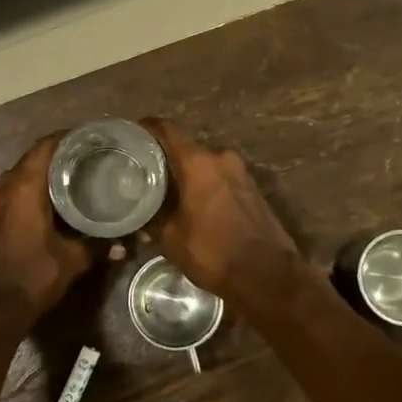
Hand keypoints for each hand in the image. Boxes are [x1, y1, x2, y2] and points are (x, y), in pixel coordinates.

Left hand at [0, 133, 92, 323]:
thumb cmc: (33, 275)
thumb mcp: (72, 259)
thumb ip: (99, 246)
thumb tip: (127, 244)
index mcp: (25, 185)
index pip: (47, 145)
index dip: (70, 138)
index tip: (94, 139)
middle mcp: (7, 185)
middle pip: (36, 157)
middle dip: (62, 154)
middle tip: (92, 157)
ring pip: (24, 173)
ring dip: (47, 172)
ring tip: (78, 175)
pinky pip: (16, 189)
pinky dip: (35, 187)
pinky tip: (57, 200)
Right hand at [141, 118, 300, 303]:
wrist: (267, 274)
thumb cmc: (213, 252)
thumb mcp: (171, 238)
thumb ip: (153, 219)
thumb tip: (141, 215)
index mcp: (198, 162)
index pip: (169, 130)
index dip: (150, 127)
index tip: (134, 131)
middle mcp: (221, 158)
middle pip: (188, 147)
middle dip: (168, 156)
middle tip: (146, 169)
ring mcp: (242, 172)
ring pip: (207, 163)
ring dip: (189, 172)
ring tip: (168, 187)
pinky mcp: (253, 188)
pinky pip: (222, 177)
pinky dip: (206, 183)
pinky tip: (193, 200)